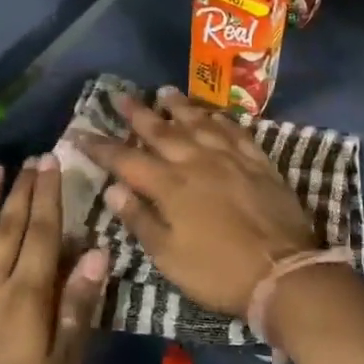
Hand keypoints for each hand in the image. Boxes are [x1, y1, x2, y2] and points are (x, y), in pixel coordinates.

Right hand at [78, 89, 318, 323]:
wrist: (283, 271)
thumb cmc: (218, 272)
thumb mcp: (169, 257)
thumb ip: (140, 220)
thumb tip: (113, 188)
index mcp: (170, 187)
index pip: (126, 160)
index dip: (101, 146)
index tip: (80, 131)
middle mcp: (197, 162)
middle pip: (161, 131)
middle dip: (136, 113)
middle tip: (119, 94)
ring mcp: (230, 158)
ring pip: (199, 122)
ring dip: (178, 106)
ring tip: (163, 91)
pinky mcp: (259, 162)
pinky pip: (235, 130)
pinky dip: (219, 118)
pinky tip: (212, 113)